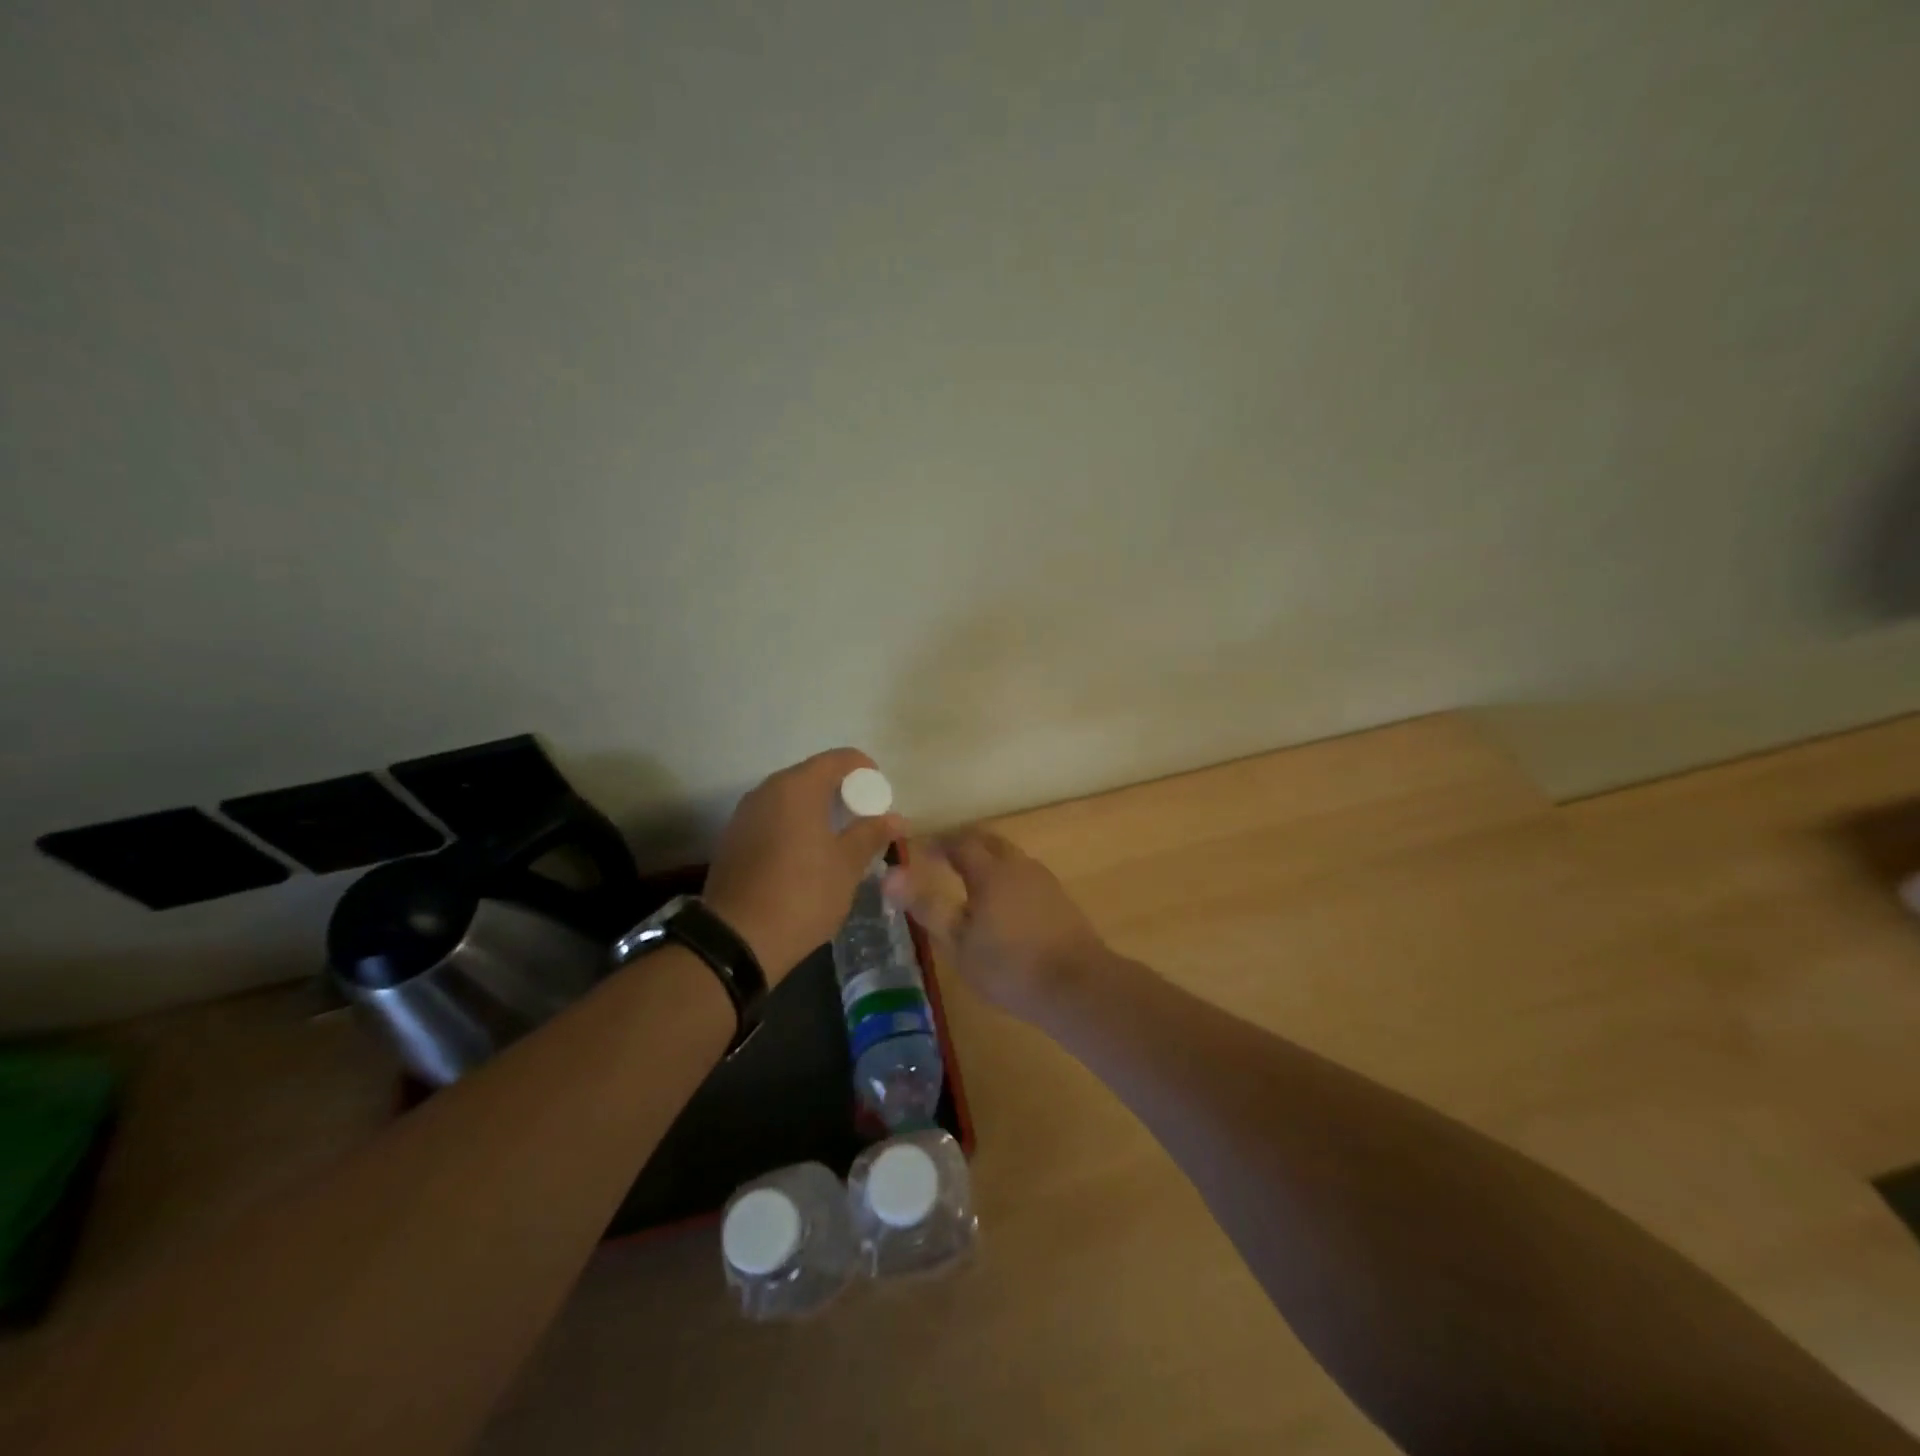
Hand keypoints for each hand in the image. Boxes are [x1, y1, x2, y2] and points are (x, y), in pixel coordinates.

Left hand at [703, 749, 905, 982]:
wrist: (736, 941)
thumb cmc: (802, 895)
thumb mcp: (847, 866)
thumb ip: (871, 834)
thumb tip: (895, 818)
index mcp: (797, 787)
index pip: (840, 759)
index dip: (865, 771)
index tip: (881, 798)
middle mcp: (767, 790)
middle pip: (812, 776)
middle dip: (842, 792)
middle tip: (864, 821)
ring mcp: (745, 815)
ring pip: (790, 799)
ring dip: (817, 811)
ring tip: (838, 841)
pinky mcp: (733, 840)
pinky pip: (772, 819)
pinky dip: (794, 827)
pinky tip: (806, 858)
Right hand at [884, 828, 1108, 1019]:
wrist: (1077, 986)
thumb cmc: (1009, 966)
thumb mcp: (958, 942)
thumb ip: (926, 905)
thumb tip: (890, 874)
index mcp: (990, 871)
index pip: (959, 842)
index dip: (937, 843)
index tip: (919, 850)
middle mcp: (1018, 865)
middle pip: (988, 841)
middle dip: (963, 843)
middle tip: (943, 857)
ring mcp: (1043, 880)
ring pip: (1010, 857)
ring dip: (987, 859)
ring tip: (969, 879)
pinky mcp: (1060, 899)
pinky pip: (1025, 875)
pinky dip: (1006, 877)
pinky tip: (1003, 902)